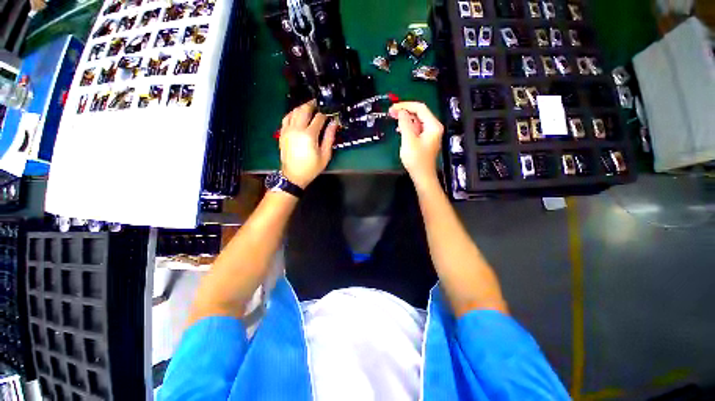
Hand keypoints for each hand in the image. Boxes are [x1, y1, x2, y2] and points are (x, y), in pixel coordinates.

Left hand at [279, 100, 337, 187]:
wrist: (293, 175)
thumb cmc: (311, 167)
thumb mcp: (325, 155)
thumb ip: (329, 137)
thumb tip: (334, 123)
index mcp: (309, 135)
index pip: (319, 118)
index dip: (326, 114)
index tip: (331, 114)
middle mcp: (297, 129)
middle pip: (304, 110)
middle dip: (313, 105)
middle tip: (319, 105)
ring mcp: (287, 130)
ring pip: (294, 111)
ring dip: (303, 107)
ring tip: (310, 108)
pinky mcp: (282, 133)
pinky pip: (286, 117)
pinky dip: (293, 113)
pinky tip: (298, 114)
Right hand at [389, 102, 443, 185]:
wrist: (422, 176)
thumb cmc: (417, 160)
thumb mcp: (409, 140)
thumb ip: (405, 123)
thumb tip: (401, 111)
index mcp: (433, 126)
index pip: (420, 108)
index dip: (406, 105)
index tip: (393, 107)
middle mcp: (433, 127)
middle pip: (419, 113)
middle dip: (405, 111)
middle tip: (391, 112)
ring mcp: (429, 134)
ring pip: (417, 120)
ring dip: (405, 118)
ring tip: (394, 118)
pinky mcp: (424, 140)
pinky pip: (416, 128)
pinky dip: (408, 126)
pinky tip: (400, 129)